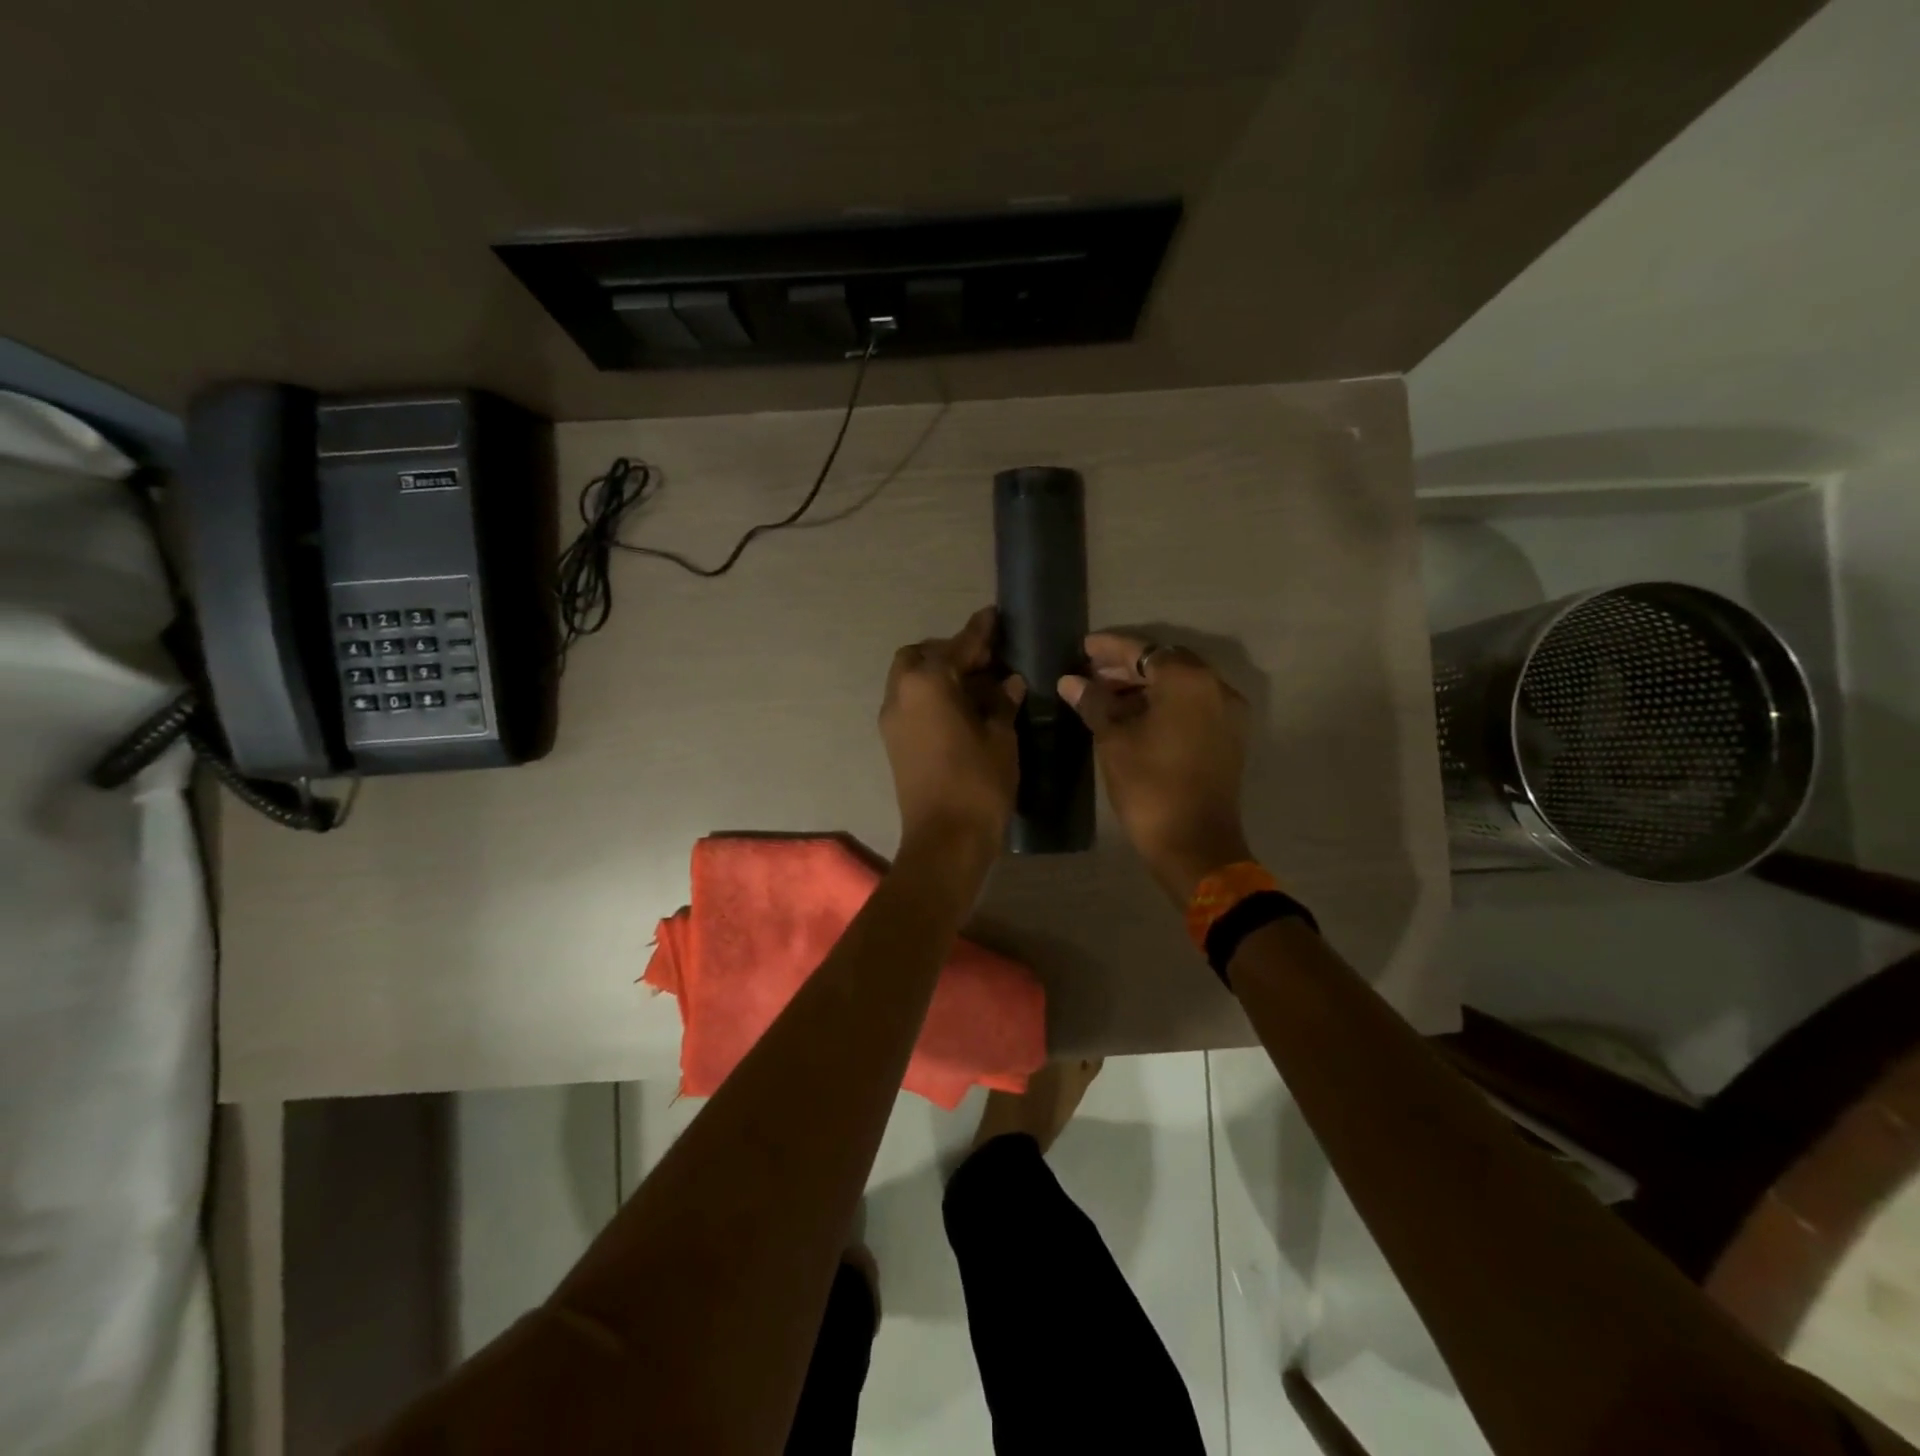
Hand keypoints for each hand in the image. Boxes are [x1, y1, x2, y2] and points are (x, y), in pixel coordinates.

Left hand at [880, 607, 1024, 858]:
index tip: (994, 616)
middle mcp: (900, 694)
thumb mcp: (1000, 737)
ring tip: (977, 687)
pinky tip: (962, 710)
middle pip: (920, 657)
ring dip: (938, 675)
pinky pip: (910, 703)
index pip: (957, 647)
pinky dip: (931, 696)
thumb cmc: (978, 783)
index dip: (979, 632)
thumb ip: (1001, 703)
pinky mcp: (893, 743)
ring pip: (911, 680)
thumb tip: (1007, 683)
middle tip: (985, 662)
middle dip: (950, 652)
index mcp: (926, 684)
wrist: (944, 840)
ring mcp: (892, 720)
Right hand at [1060, 632, 1251, 903]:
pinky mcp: (1229, 736)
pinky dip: (1165, 703)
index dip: (1110, 649)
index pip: (1144, 650)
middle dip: (1128, 666)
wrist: (1194, 843)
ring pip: (1181, 685)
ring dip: (1146, 686)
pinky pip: (1193, 705)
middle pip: (1166, 663)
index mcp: (1188, 681)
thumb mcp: (1114, 740)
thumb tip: (1071, 682)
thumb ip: (1094, 702)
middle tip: (1092, 673)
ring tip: (1107, 695)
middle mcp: (1215, 687)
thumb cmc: (1149, 786)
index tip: (1084, 647)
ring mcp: (1227, 713)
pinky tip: (1134, 715)